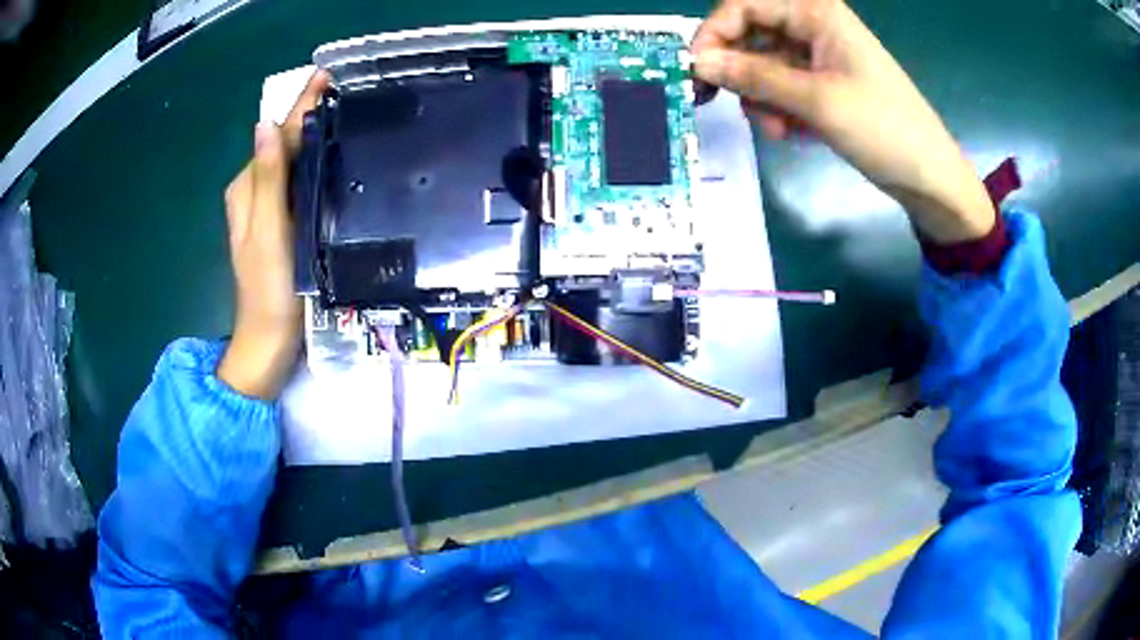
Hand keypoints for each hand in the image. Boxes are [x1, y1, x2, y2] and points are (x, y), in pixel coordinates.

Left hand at [217, 70, 329, 399]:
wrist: (269, 342)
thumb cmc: (268, 289)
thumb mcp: (266, 232)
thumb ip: (267, 179)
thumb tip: (266, 126)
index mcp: (246, 189)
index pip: (276, 136)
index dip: (300, 105)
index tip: (327, 75)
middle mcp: (253, 193)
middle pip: (284, 145)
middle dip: (311, 116)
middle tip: (349, 93)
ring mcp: (266, 210)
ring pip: (292, 163)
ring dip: (315, 138)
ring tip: (348, 116)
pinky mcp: (280, 225)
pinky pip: (298, 183)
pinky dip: (315, 166)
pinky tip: (335, 161)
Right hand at [692, 0, 993, 243]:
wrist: (929, 176)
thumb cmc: (883, 128)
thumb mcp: (815, 100)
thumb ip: (753, 77)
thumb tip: (697, 63)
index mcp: (815, 12)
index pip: (744, 5)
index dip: (714, 34)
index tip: (694, 71)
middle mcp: (813, 25)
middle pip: (750, 34)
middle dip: (739, 71)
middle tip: (721, 103)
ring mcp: (819, 55)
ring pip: (763, 64)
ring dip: (759, 97)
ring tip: (776, 129)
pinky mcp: (824, 83)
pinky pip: (782, 85)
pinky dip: (777, 107)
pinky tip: (790, 132)